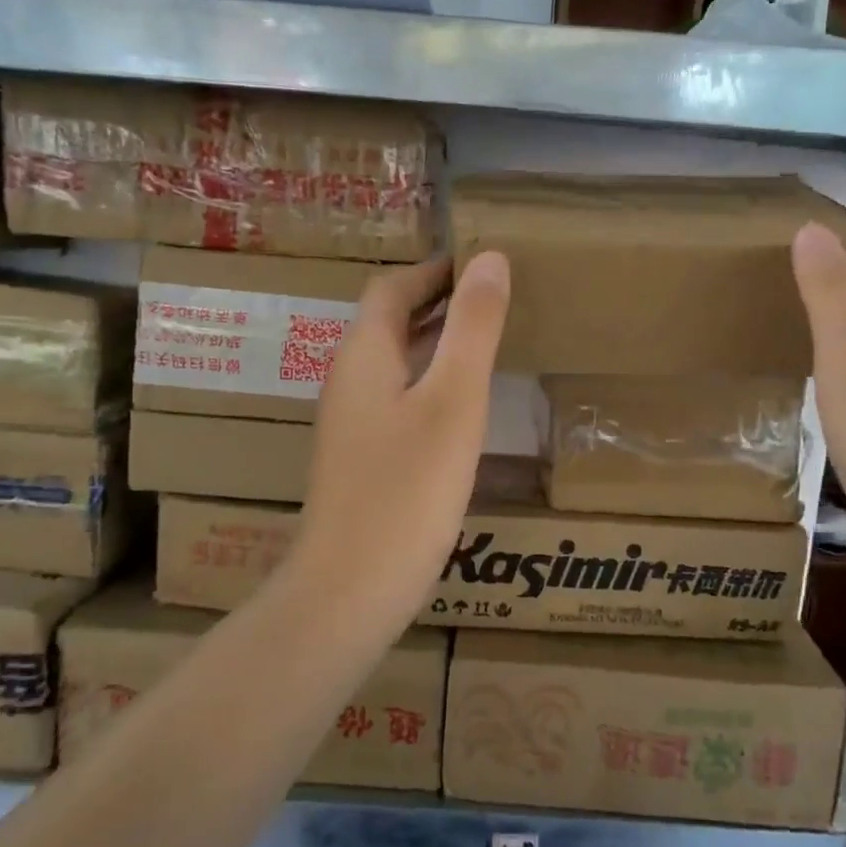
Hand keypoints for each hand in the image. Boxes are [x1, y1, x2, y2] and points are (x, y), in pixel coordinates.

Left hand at [289, 253, 510, 626]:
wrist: (350, 588)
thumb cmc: (407, 489)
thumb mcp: (453, 401)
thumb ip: (473, 328)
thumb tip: (489, 258)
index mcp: (364, 354)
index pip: (393, 287)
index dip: (434, 268)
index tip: (481, 259)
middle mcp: (350, 380)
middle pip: (390, 321)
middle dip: (438, 300)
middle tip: (495, 295)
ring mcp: (352, 423)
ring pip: (395, 361)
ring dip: (436, 340)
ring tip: (488, 338)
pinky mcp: (362, 458)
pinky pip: (398, 397)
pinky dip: (431, 381)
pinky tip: (463, 404)